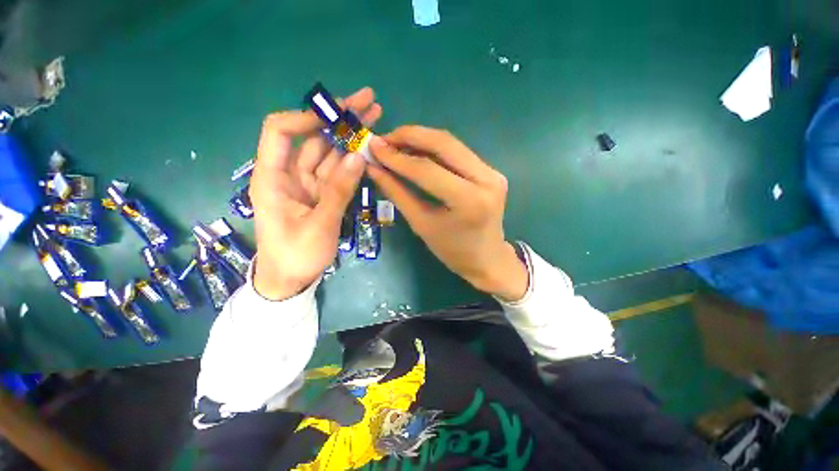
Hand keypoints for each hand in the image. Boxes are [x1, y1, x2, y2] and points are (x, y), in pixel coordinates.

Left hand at [250, 88, 381, 299]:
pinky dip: (351, 161)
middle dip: (339, 119)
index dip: (305, 117)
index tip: (336, 114)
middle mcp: (289, 175)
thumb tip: (358, 157)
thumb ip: (339, 191)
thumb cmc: (296, 256)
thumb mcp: (320, 225)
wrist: (291, 280)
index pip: (280, 132)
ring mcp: (308, 184)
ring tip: (374, 118)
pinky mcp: (321, 194)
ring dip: (350, 137)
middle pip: (312, 137)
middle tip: (368, 101)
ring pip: (328, 153)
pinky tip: (367, 149)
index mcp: (273, 179)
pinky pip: (337, 172)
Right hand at [367, 126, 527, 300]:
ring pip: (452, 144)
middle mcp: (486, 179)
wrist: (487, 258)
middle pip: (444, 143)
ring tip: (397, 143)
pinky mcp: (492, 171)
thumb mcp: (422, 224)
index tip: (374, 148)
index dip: (397, 158)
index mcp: (469, 201)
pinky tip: (417, 151)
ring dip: (422, 139)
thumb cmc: (452, 251)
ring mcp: (493, 172)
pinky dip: (435, 149)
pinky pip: (459, 153)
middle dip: (410, 136)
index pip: (427, 170)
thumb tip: (374, 168)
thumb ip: (398, 194)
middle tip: (385, 139)